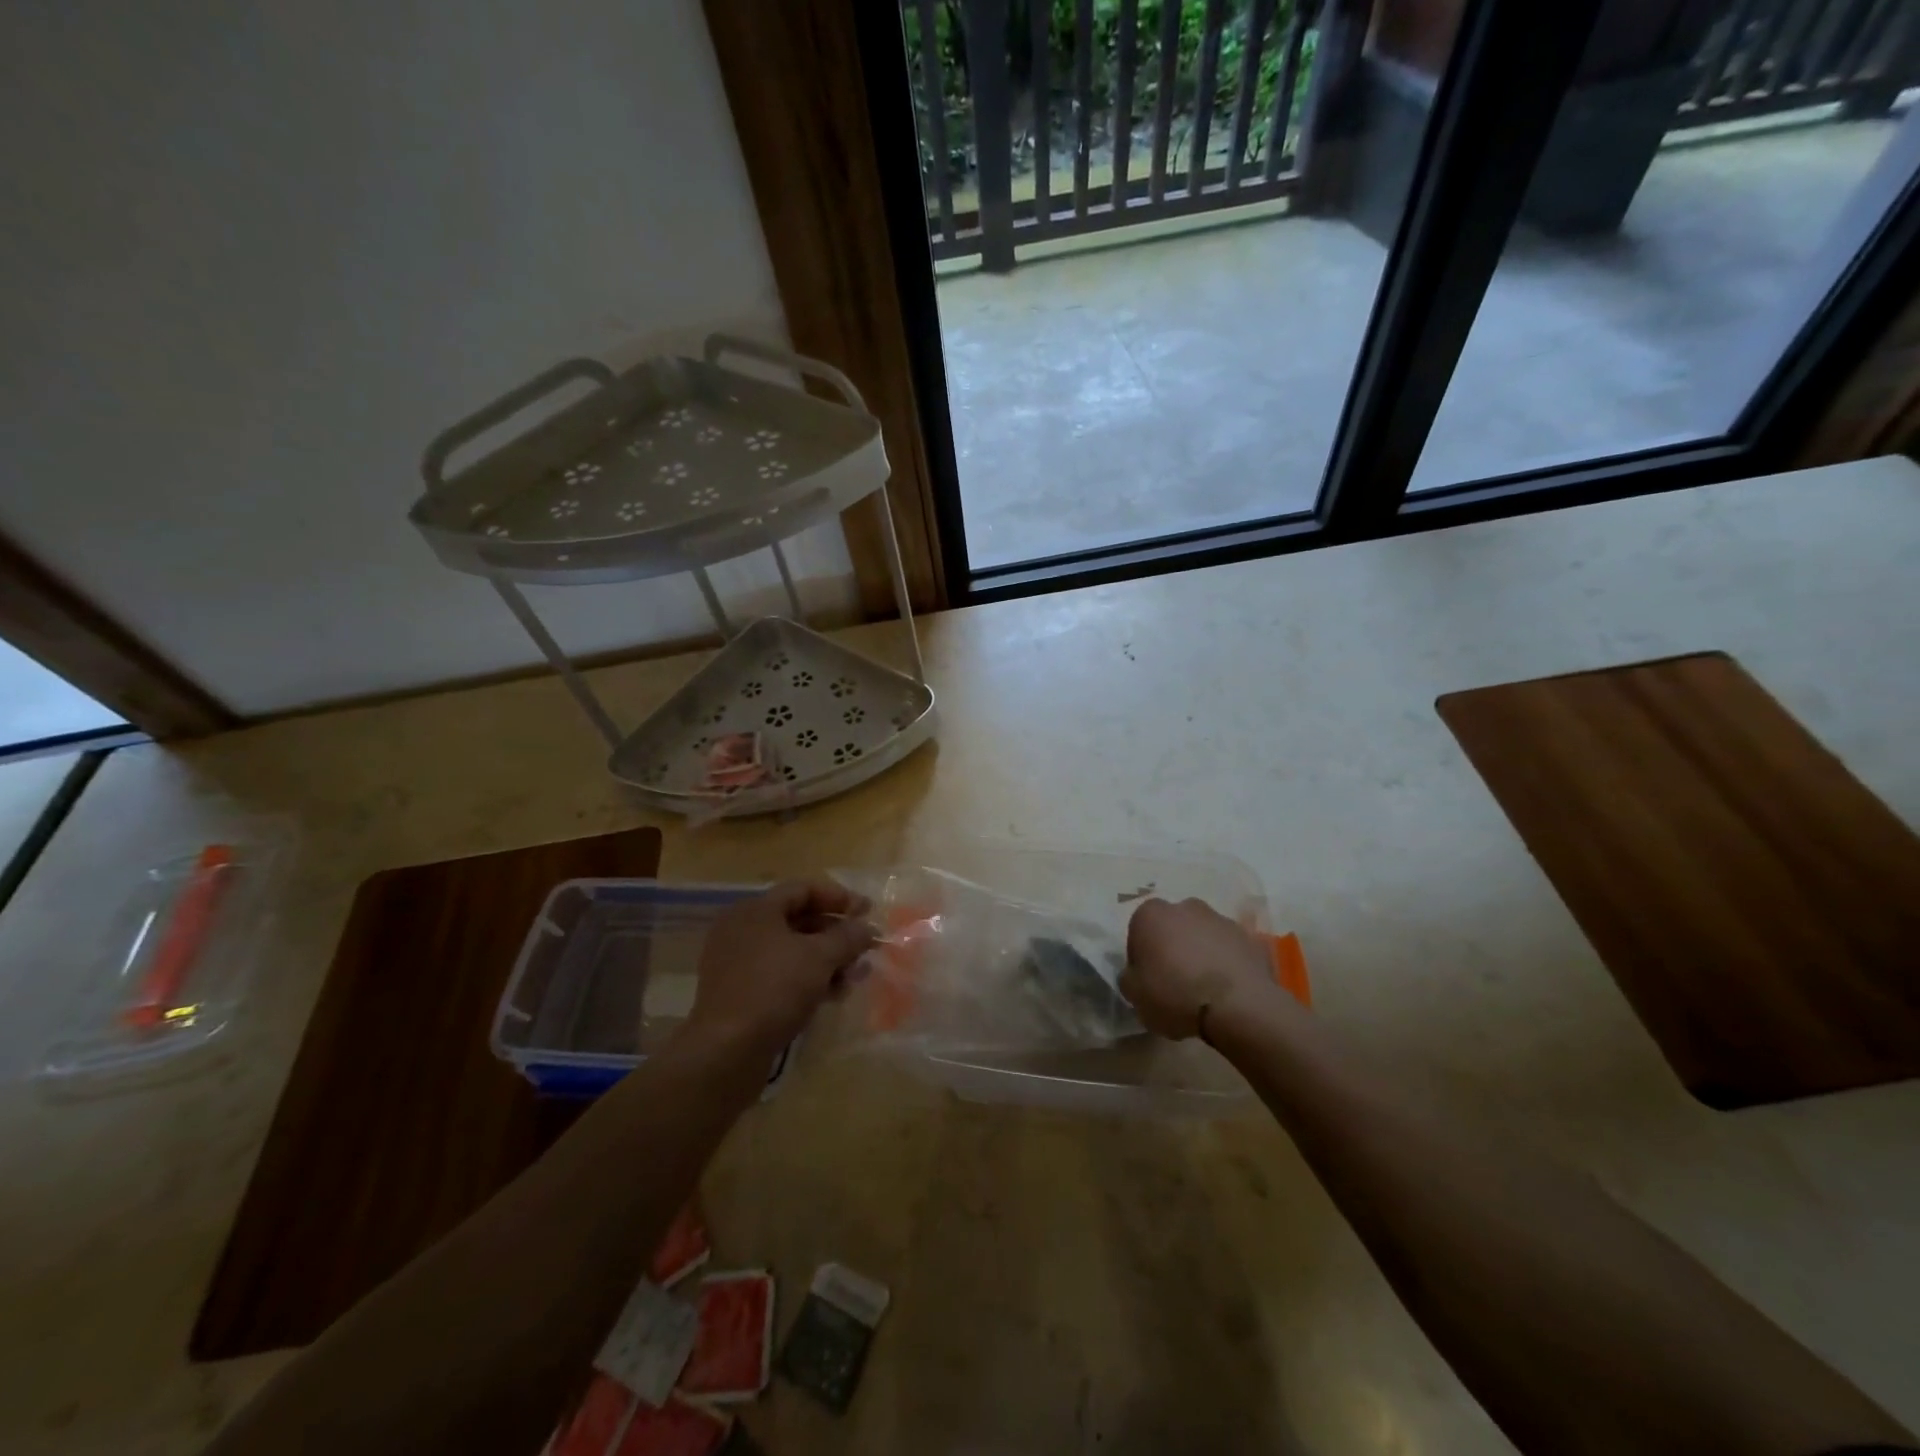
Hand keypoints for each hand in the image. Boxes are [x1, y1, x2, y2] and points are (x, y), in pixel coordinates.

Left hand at [687, 878, 875, 1053]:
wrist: (727, 1052)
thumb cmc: (774, 989)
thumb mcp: (820, 957)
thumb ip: (848, 937)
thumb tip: (867, 927)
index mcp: (755, 910)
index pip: (803, 889)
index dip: (839, 897)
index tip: (867, 912)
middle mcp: (742, 930)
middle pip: (799, 920)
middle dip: (836, 934)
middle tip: (865, 948)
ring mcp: (738, 963)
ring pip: (792, 951)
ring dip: (827, 960)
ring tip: (854, 977)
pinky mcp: (740, 993)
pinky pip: (780, 975)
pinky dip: (807, 980)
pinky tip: (832, 996)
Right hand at [1120, 896, 1274, 1039]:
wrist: (1238, 1006)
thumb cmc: (1175, 995)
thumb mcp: (1134, 995)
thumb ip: (1129, 977)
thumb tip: (1137, 974)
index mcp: (1151, 914)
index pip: (1138, 933)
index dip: (1142, 958)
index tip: (1148, 981)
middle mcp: (1185, 907)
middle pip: (1172, 928)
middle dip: (1172, 949)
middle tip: (1175, 983)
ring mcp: (1221, 919)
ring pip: (1202, 936)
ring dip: (1200, 954)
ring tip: (1204, 991)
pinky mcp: (1250, 938)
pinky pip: (1229, 950)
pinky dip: (1225, 964)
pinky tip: (1226, 992)